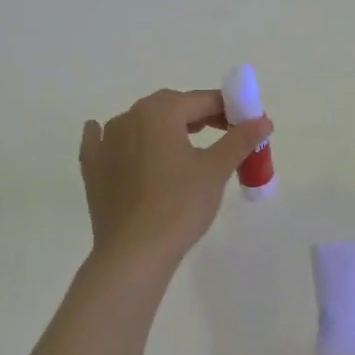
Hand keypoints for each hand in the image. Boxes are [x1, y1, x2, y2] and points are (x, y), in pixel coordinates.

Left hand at [78, 88, 271, 271]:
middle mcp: (129, 117)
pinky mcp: (92, 167)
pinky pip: (104, 141)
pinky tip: (120, 144)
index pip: (202, 100)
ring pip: (140, 122)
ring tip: (184, 146)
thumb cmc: (179, 206)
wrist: (133, 254)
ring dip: (163, 127)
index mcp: (160, 112)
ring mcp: (105, 141)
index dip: (228, 109)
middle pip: (170, 106)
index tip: (246, 125)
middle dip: (197, 115)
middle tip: (222, 135)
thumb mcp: (216, 170)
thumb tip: (262, 120)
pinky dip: (119, 139)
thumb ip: (240, 139)